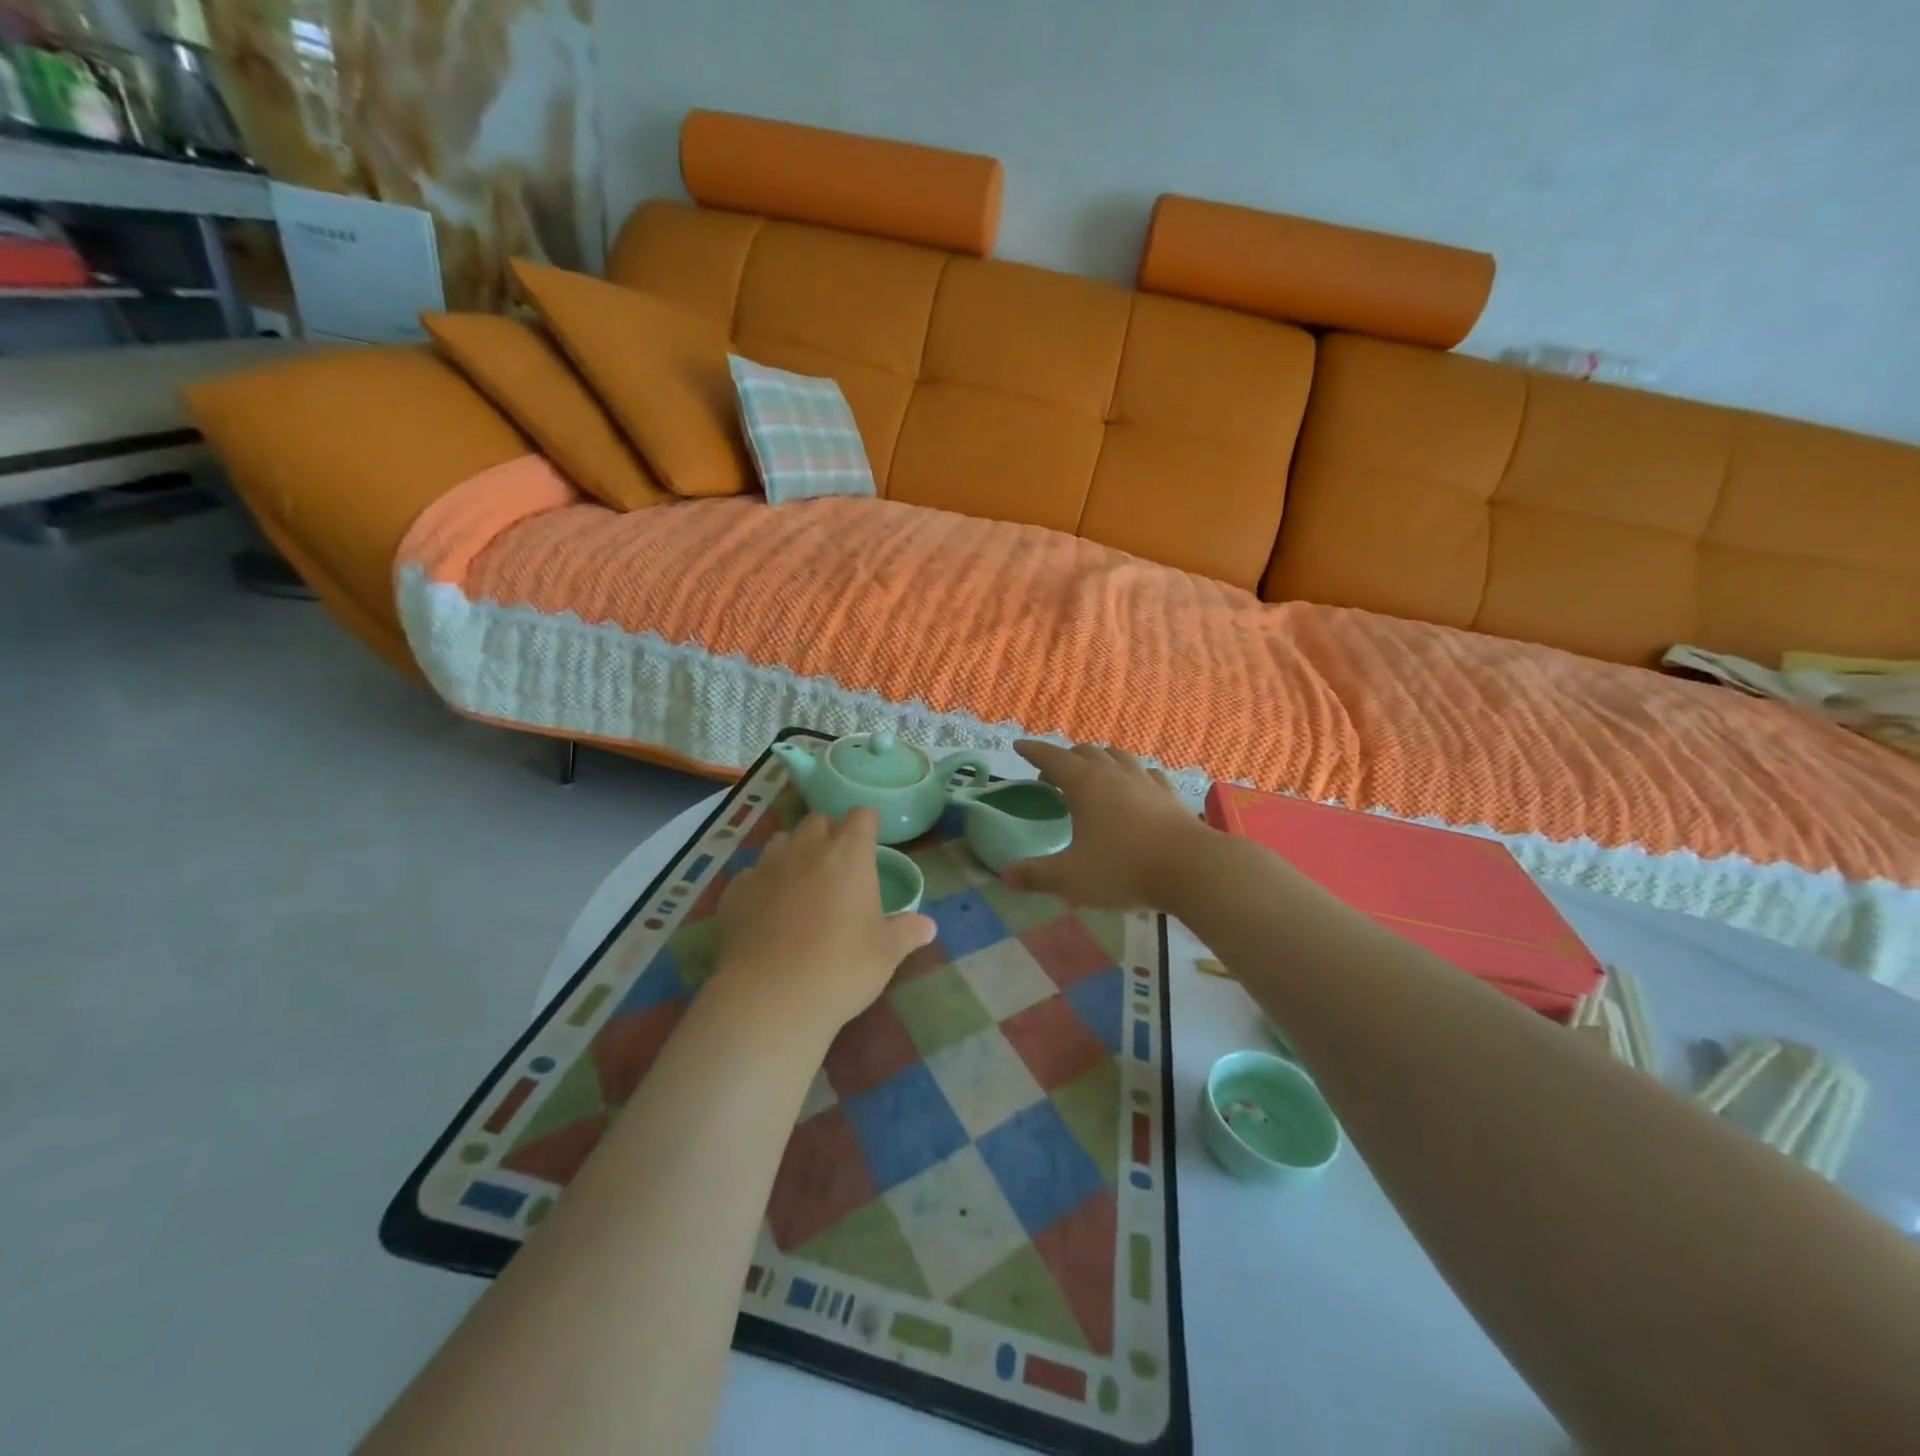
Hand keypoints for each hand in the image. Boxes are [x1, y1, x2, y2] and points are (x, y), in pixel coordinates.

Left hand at [712, 809, 935, 1036]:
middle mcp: (806, 848)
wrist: (769, 999)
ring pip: (781, 841)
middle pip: (818, 821)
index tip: (871, 844)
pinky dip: (763, 885)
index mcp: (848, 854)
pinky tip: (766, 913)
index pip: (861, 816)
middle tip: (838, 867)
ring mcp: (765, 867)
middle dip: (829, 835)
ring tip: (801, 885)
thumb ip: (907, 932)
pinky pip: (752, 875)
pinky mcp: (735, 891)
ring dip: (794, 853)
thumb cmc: (841, 968)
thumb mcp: (885, 954)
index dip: (867, 826)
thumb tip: (928, 926)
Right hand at [1001, 741, 1207, 908]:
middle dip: (1064, 758)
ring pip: (1117, 756)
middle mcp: (1114, 774)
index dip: (1033, 751)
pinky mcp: (1169, 795)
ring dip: (1099, 760)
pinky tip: (1135, 787)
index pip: (1052, 758)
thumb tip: (1005, 876)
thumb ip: (1036, 876)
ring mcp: (1145, 781)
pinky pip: (1146, 774)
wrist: (1192, 868)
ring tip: (1092, 775)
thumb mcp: (1071, 878)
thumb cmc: (1124, 868)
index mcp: (1085, 784)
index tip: (1019, 747)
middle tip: (1051, 777)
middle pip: (1085, 752)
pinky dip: (1132, 775)